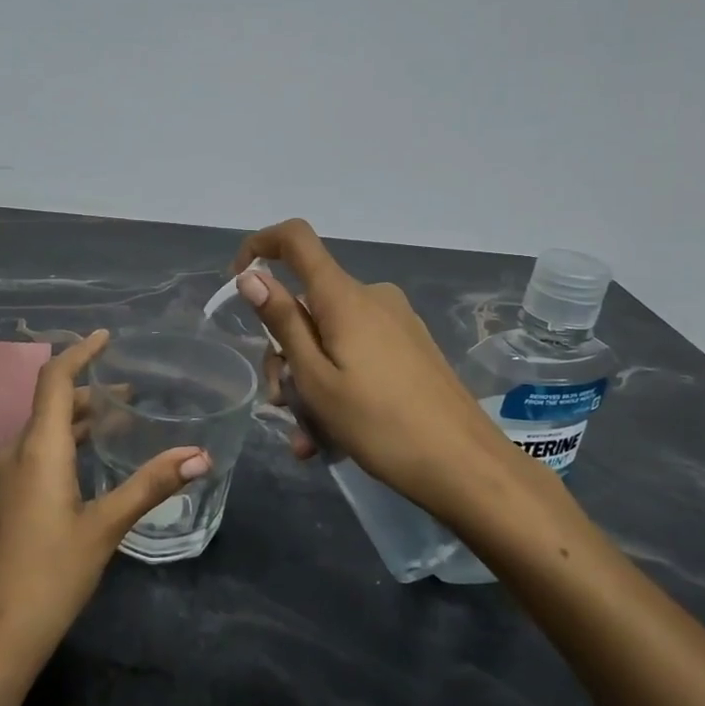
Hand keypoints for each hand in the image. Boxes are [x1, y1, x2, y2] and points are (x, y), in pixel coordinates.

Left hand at [0, 330, 207, 672]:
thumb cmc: (50, 574)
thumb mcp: (105, 527)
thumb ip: (150, 486)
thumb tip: (200, 455)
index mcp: (38, 448)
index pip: (54, 379)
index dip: (79, 352)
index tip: (107, 337)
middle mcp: (17, 452)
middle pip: (51, 402)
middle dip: (89, 389)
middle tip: (132, 392)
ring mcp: (7, 477)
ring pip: (44, 429)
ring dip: (78, 417)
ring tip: (120, 420)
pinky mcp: (7, 499)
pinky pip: (38, 451)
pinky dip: (67, 441)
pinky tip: (92, 461)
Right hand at [233, 220, 557, 525]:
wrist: (465, 466)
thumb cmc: (380, 424)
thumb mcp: (316, 378)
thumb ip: (283, 322)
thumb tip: (251, 274)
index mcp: (344, 297)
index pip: (296, 239)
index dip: (260, 245)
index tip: (238, 282)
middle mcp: (371, 298)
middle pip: (307, 304)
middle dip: (284, 354)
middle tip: (281, 407)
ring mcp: (395, 323)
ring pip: (329, 338)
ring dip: (309, 383)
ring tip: (309, 439)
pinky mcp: (410, 348)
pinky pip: (356, 354)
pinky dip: (336, 386)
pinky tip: (332, 436)